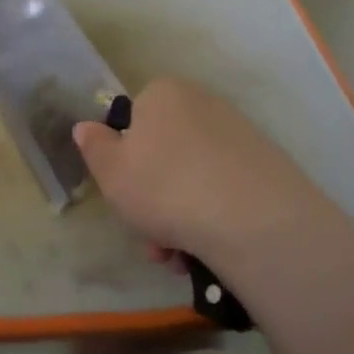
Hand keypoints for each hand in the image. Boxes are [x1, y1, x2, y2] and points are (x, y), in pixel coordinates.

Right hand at [72, 77, 353, 293]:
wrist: (252, 219)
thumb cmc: (164, 187)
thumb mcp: (110, 171)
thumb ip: (94, 147)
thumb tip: (86, 127)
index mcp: (163, 95)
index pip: (134, 121)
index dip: (124, 162)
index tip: (124, 197)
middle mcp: (203, 105)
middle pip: (164, 156)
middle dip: (153, 202)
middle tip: (151, 241)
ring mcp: (239, 136)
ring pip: (192, 180)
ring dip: (178, 220)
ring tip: (178, 259)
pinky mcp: (268, 168)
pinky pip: (224, 193)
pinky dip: (212, 220)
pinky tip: (207, 253)